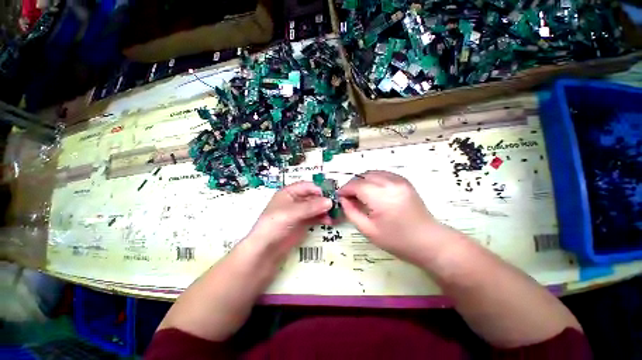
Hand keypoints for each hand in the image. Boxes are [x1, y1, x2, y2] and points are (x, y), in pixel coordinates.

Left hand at [245, 182, 331, 261]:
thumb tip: (330, 201)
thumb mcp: (291, 213)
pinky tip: (330, 222)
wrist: (266, 248)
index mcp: (288, 193)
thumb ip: (310, 207)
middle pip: (313, 196)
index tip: (332, 195)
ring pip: (316, 208)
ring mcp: (299, 214)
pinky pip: (316, 218)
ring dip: (326, 210)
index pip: (307, 186)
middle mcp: (295, 201)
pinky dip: (323, 218)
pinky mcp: (303, 225)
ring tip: (336, 216)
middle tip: (338, 207)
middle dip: (325, 200)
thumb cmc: (274, 225)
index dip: (319, 189)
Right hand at [338, 171, 441, 264]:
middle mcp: (390, 182)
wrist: (426, 240)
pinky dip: (376, 180)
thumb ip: (352, 213)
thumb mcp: (369, 231)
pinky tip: (375, 193)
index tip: (339, 198)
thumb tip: (343, 200)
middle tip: (348, 199)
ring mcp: (400, 180)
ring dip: (364, 181)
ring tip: (361, 196)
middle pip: (364, 175)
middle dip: (353, 184)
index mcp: (381, 196)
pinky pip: (385, 175)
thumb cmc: (397, 240)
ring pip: (375, 172)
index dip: (344, 190)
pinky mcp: (406, 182)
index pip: (356, 184)